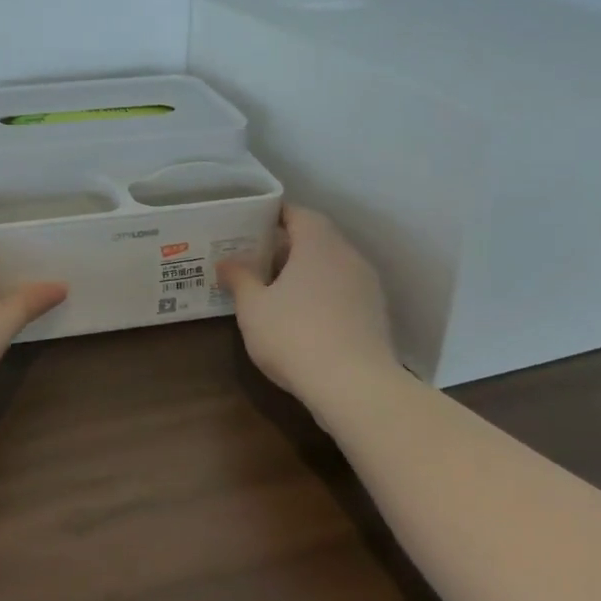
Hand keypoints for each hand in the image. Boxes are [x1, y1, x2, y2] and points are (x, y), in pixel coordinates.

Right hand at [215, 204, 396, 400]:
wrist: (355, 386)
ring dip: (305, 271)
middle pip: (316, 238)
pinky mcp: (374, 314)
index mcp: (318, 244)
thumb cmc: (295, 336)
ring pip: (331, 265)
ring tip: (274, 287)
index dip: (273, 214)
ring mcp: (366, 285)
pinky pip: (342, 290)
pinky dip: (321, 293)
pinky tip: (301, 315)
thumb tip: (226, 262)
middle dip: (286, 245)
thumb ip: (239, 279)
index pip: (298, 213)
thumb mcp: (253, 308)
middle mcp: (347, 256)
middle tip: (255, 257)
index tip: (250, 222)